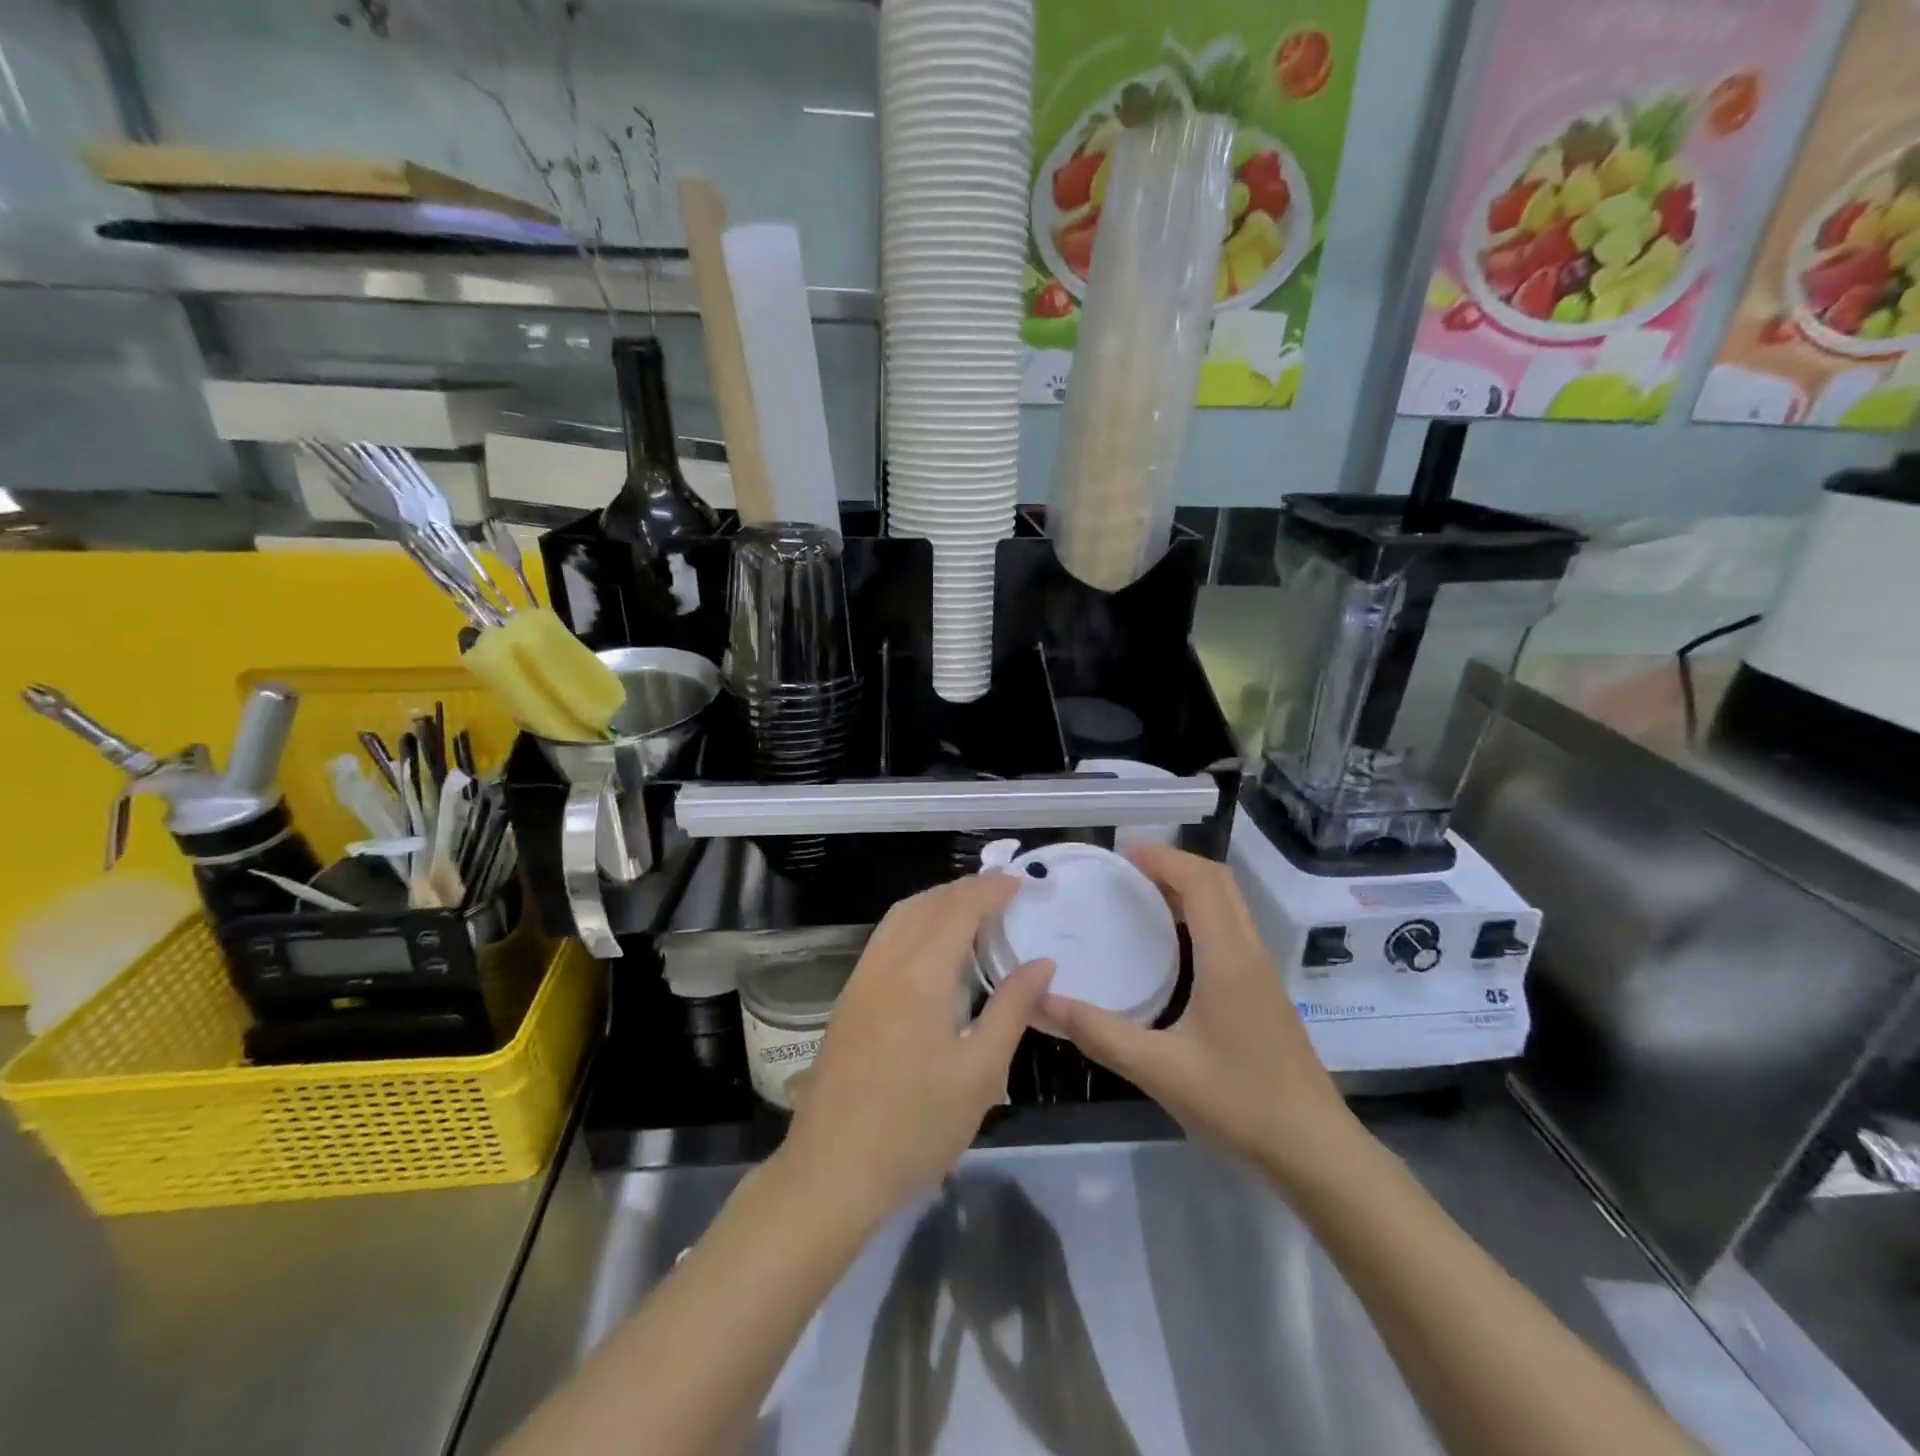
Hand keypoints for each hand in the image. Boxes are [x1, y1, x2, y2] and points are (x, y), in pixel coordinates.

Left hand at [778, 874, 1053, 1223]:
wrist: (832, 1171)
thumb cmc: (916, 1126)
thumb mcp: (981, 1072)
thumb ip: (1013, 1009)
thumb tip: (1043, 963)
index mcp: (920, 974)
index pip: (959, 908)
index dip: (991, 889)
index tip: (1020, 882)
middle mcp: (886, 963)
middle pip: (926, 903)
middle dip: (965, 888)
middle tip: (1003, 892)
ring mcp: (861, 980)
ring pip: (900, 917)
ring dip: (937, 901)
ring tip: (972, 910)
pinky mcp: (848, 999)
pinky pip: (885, 938)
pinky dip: (914, 923)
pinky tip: (932, 948)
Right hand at [1043, 845, 1361, 1185]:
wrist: (1315, 1152)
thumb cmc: (1241, 1104)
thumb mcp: (1160, 1071)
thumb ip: (1100, 1033)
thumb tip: (1045, 1002)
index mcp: (1229, 959)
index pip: (1202, 883)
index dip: (1164, 858)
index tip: (1122, 854)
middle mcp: (1250, 954)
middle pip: (1220, 883)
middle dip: (1176, 864)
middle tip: (1128, 869)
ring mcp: (1261, 973)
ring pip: (1230, 906)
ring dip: (1190, 887)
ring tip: (1142, 894)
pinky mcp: (1263, 993)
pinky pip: (1231, 929)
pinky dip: (1200, 913)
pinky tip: (1172, 943)